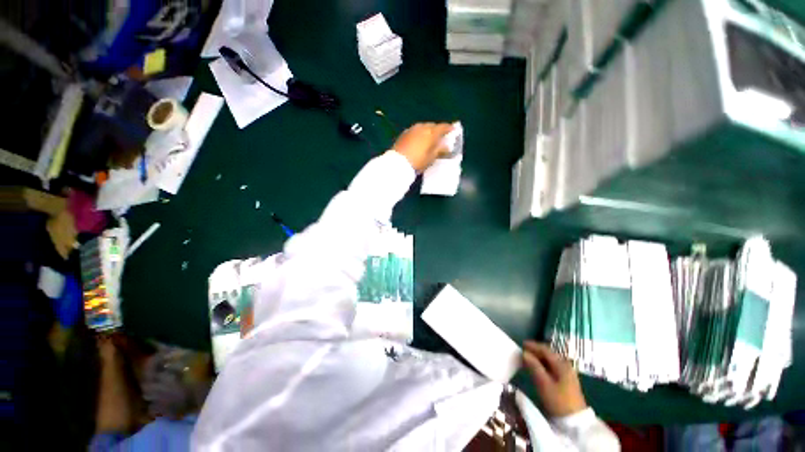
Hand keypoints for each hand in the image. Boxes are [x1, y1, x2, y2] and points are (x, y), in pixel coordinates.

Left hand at [392, 122, 453, 171]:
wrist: (398, 163)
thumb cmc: (418, 161)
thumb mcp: (431, 158)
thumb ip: (440, 150)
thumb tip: (446, 146)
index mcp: (431, 132)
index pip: (443, 127)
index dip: (449, 128)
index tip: (453, 130)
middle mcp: (422, 127)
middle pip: (432, 125)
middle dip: (437, 130)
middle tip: (440, 136)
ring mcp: (412, 129)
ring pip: (423, 127)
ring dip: (427, 131)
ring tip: (429, 139)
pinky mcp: (404, 134)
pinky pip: (415, 131)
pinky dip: (419, 134)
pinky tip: (419, 140)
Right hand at [523, 341, 586, 416]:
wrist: (575, 421)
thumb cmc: (558, 400)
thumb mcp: (543, 383)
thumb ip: (534, 366)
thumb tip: (524, 353)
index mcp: (561, 364)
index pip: (545, 350)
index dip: (533, 346)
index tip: (521, 344)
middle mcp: (566, 365)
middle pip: (549, 354)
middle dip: (536, 351)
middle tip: (523, 351)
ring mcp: (568, 373)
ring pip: (551, 361)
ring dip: (539, 358)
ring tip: (528, 359)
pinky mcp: (567, 381)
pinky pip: (553, 367)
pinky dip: (544, 365)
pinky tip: (538, 369)